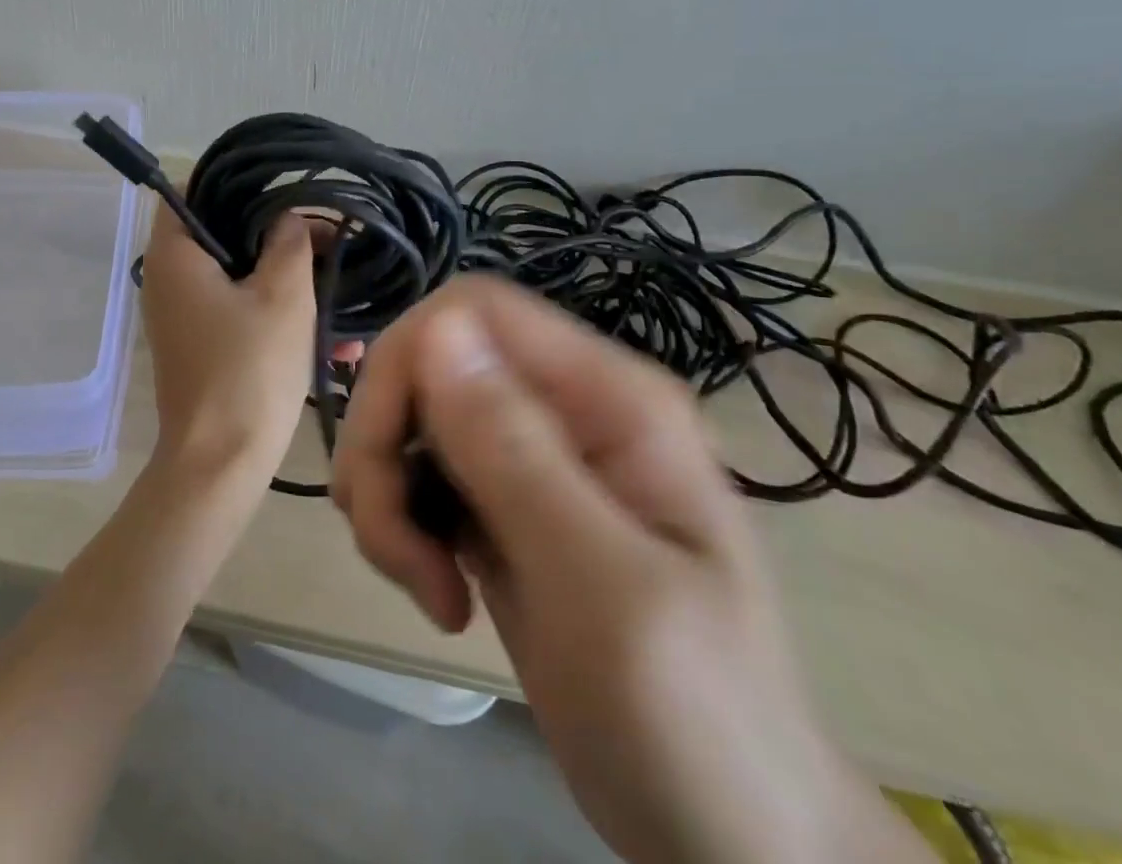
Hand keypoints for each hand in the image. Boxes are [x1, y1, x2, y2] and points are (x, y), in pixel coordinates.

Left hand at [139, 205, 325, 475]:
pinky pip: (242, 312)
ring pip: (241, 276)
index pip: (192, 189)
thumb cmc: (249, 369)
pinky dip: (279, 315)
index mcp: (175, 254)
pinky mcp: (202, 345)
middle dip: (279, 235)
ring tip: (342, 286)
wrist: (221, 465)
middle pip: (223, 232)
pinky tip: (335, 341)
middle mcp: (170, 278)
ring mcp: (184, 315)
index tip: (283, 190)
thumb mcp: (283, 295)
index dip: (237, 183)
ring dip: (290, 281)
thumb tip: (290, 217)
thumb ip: (290, 241)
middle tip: (326, 237)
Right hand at [332, 277, 934, 863]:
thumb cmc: (696, 724)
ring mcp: (532, 456)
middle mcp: (564, 406)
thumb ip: (515, 452)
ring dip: (387, 493)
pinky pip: (420, 474)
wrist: (738, 846)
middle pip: (427, 362)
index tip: (384, 465)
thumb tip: (434, 328)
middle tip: (392, 549)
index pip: (472, 311)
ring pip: (412, 419)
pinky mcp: (502, 505)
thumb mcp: (603, 589)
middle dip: (384, 447)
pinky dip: (402, 524)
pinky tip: (437, 592)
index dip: (406, 363)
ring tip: (424, 585)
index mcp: (607, 396)